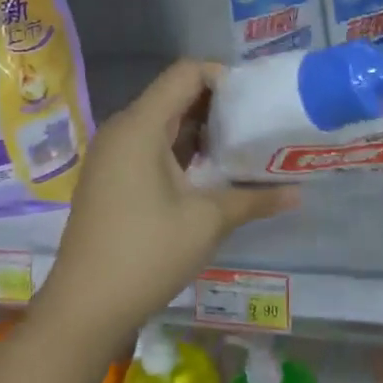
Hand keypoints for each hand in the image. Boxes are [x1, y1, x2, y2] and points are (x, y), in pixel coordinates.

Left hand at [40, 61, 297, 347]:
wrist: (84, 308)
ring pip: (164, 123)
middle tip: (259, 124)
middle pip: (175, 95)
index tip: (257, 100)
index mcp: (140, 126)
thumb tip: (298, 192)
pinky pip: (151, 147)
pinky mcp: (111, 179)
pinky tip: (211, 175)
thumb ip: (255, 198)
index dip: (223, 77)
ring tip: (243, 148)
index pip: (185, 73)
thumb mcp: (208, 221)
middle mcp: (122, 131)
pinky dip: (182, 151)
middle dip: (219, 105)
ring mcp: (113, 156)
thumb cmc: (146, 253)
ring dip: (203, 130)